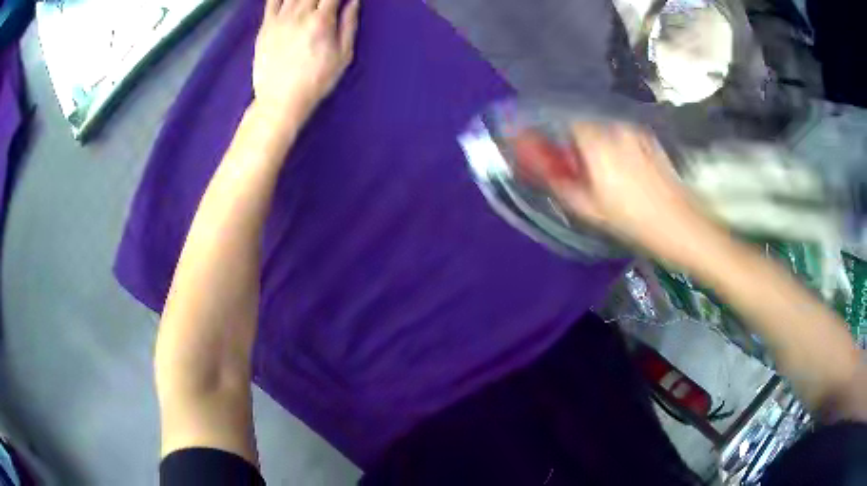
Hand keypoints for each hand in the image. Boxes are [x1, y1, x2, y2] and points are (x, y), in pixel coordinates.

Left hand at [253, 0, 358, 120]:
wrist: (280, 100)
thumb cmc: (316, 81)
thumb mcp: (343, 56)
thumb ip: (349, 25)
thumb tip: (353, 2)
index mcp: (321, 21)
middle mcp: (300, 14)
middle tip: (327, 3)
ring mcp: (280, 19)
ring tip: (310, 3)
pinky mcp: (265, 26)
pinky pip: (272, 1)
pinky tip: (290, 0)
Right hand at [552, 124, 712, 258]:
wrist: (678, 222)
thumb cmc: (632, 219)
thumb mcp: (590, 209)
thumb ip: (563, 185)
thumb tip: (547, 171)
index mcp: (597, 145)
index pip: (570, 127)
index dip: (565, 143)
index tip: (567, 161)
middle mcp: (616, 130)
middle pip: (590, 128)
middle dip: (584, 145)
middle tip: (589, 173)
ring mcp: (637, 134)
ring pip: (610, 133)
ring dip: (605, 147)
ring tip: (614, 176)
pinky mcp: (652, 141)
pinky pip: (628, 138)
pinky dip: (623, 149)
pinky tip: (632, 174)